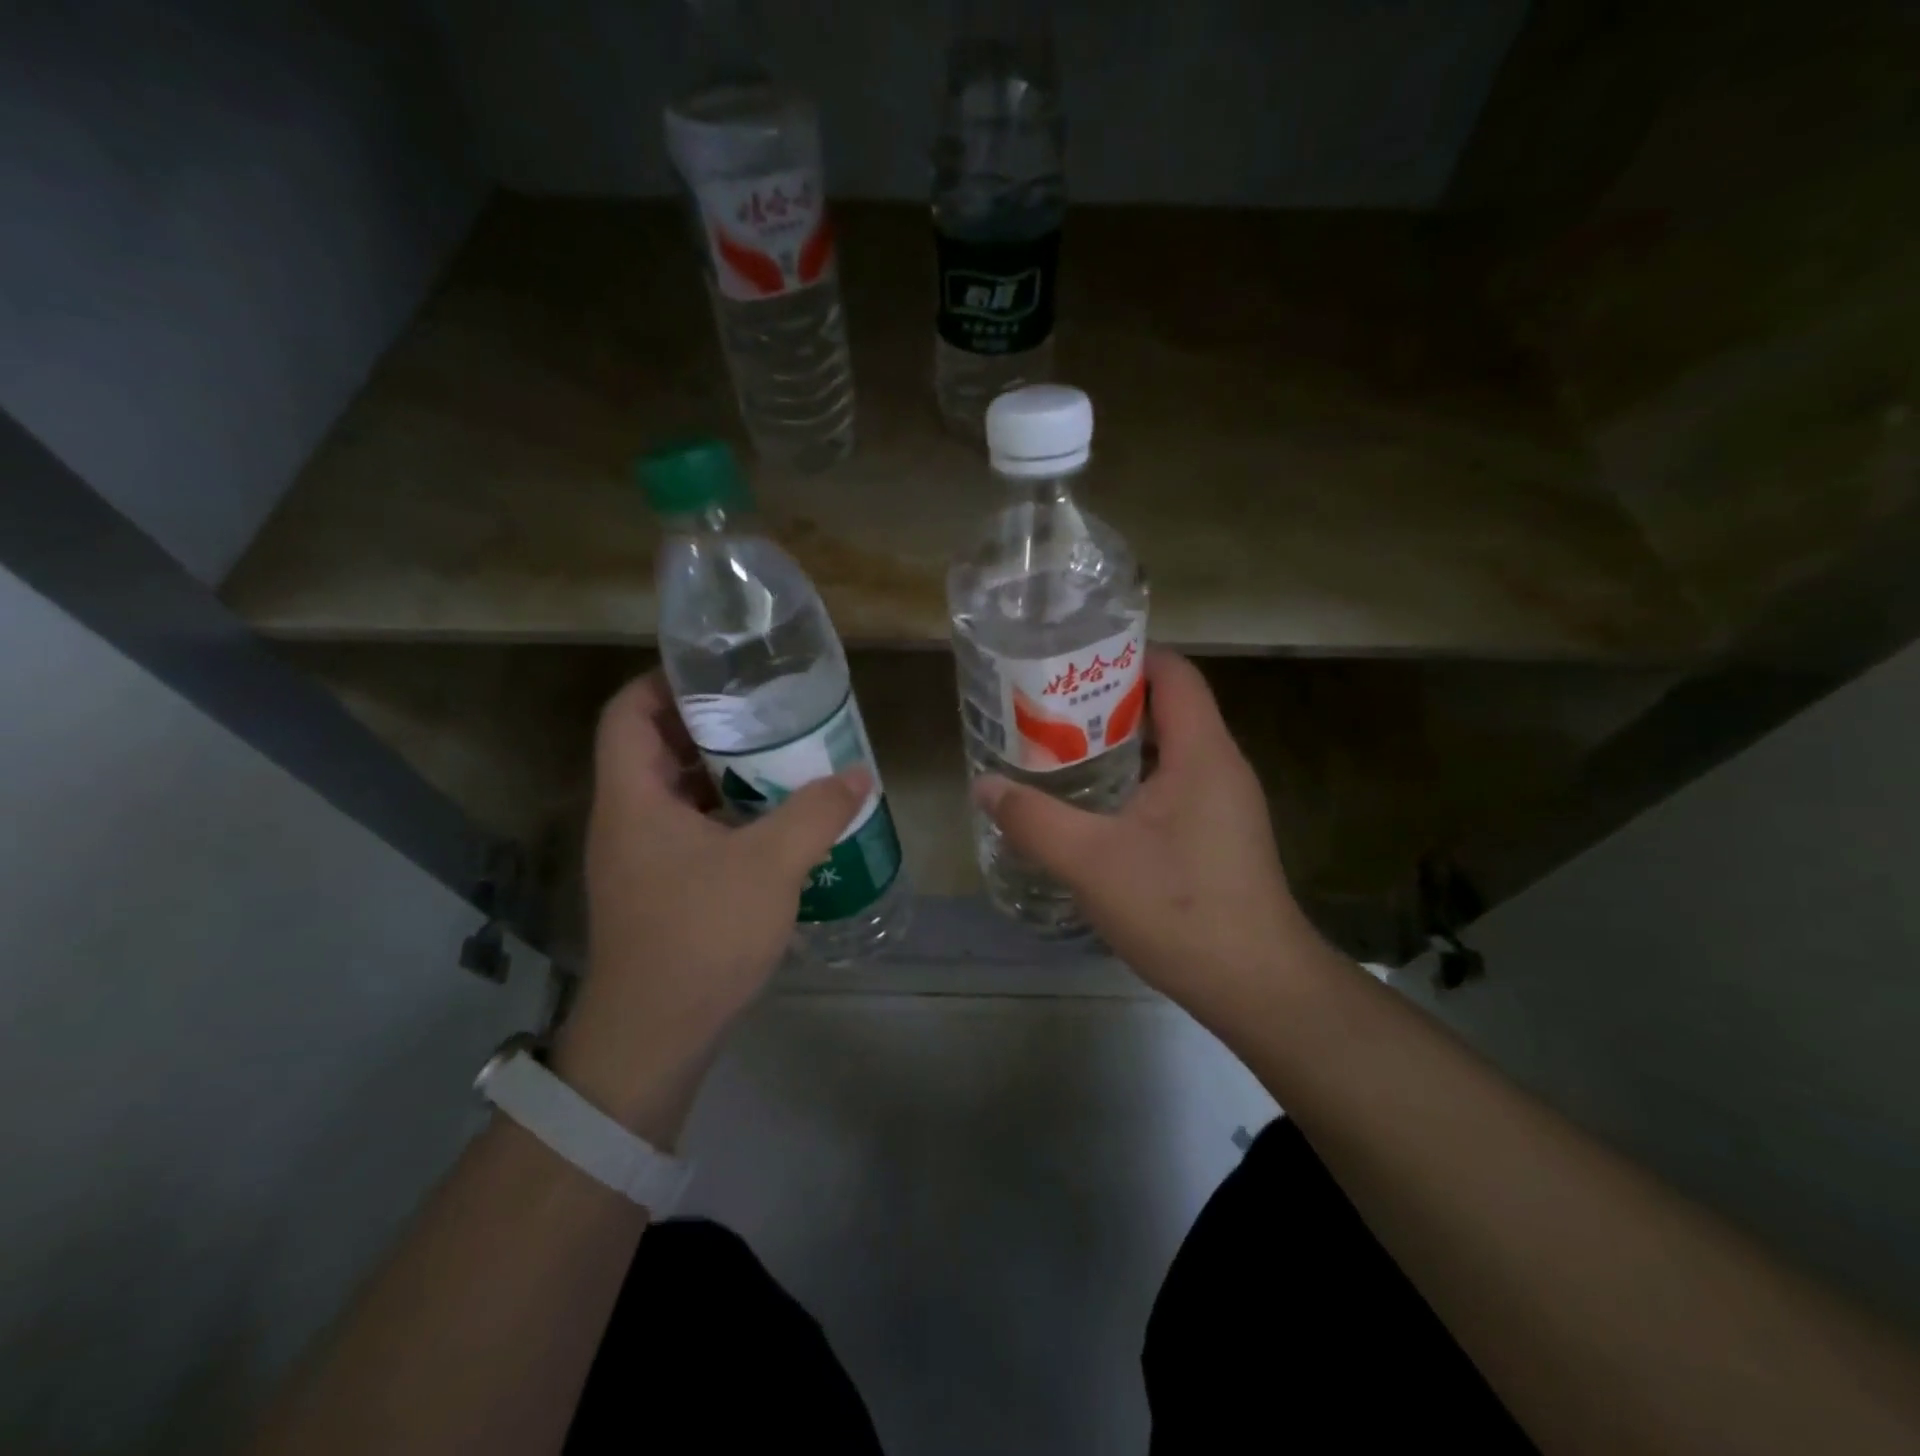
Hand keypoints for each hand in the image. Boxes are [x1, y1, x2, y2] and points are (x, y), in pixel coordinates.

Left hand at [554, 671, 868, 1143]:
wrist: (655, 1035)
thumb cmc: (701, 935)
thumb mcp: (770, 865)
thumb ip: (816, 813)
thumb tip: (858, 777)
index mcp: (633, 797)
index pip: (628, 712)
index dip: (665, 681)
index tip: (721, 673)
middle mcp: (625, 819)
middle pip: (653, 747)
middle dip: (708, 724)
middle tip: (767, 712)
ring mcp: (638, 856)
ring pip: (673, 791)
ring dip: (721, 771)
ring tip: (778, 757)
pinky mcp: (657, 887)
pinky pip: (687, 828)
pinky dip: (723, 812)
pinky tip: (770, 820)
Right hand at [973, 649, 1326, 1019]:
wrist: (1256, 986)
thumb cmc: (1179, 908)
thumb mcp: (1091, 861)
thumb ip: (1033, 819)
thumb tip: (984, 785)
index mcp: (1201, 752)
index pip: (1173, 672)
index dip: (1125, 654)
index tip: (1070, 661)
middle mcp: (1220, 766)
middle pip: (1167, 707)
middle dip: (1108, 700)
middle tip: (1048, 707)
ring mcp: (1224, 803)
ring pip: (1168, 750)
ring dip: (1118, 744)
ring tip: (1060, 749)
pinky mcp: (1219, 835)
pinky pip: (1173, 785)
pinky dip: (1133, 780)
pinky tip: (1093, 807)